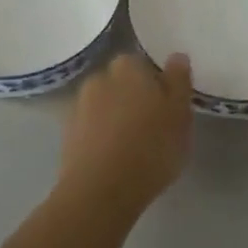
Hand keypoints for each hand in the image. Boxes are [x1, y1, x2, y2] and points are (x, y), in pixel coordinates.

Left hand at [59, 52, 193, 213]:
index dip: (156, 83)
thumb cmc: (149, 149)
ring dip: (116, 116)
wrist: (99, 192)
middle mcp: (100, 77)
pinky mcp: (67, 134)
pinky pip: (91, 127)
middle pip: (121, 82)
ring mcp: (79, 105)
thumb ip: (179, 81)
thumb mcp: (180, 115)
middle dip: (133, 97)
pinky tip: (113, 158)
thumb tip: (176, 56)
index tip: (166, 106)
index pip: (143, 64)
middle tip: (152, 126)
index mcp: (128, 66)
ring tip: (132, 146)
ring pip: (105, 104)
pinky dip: (101, 136)